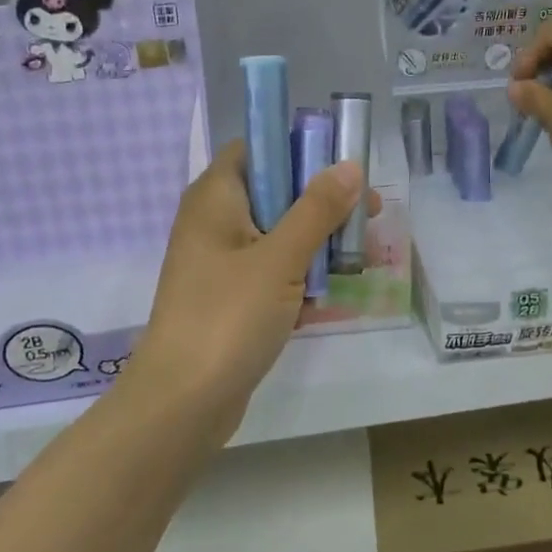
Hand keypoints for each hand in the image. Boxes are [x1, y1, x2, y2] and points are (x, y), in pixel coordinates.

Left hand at [126, 142, 377, 438]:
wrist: (182, 402)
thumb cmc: (228, 316)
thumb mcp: (280, 258)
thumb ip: (317, 209)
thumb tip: (349, 164)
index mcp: (215, 197)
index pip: (256, 148)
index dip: (299, 150)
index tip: (342, 169)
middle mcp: (213, 222)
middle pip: (274, 192)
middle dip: (321, 205)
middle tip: (368, 216)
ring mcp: (220, 263)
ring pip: (277, 236)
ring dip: (316, 245)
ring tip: (358, 261)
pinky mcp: (229, 298)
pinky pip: (270, 273)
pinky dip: (297, 279)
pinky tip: (325, 300)